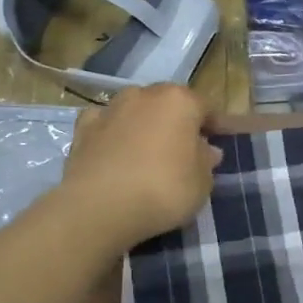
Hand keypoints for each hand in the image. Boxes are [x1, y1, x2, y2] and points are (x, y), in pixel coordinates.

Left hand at [61, 84, 221, 246]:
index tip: (220, 144)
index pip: (207, 108)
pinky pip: (107, 124)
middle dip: (179, 122)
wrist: (98, 208)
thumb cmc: (163, 190)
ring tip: (150, 152)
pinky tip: (117, 151)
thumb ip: (206, 161)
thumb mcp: (202, 183)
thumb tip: (205, 149)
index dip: (216, 127)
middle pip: (169, 104)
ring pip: (136, 111)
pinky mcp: (83, 129)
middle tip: (186, 150)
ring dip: (145, 125)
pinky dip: (114, 133)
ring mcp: (111, 109)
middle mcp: (145, 95)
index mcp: (180, 101)